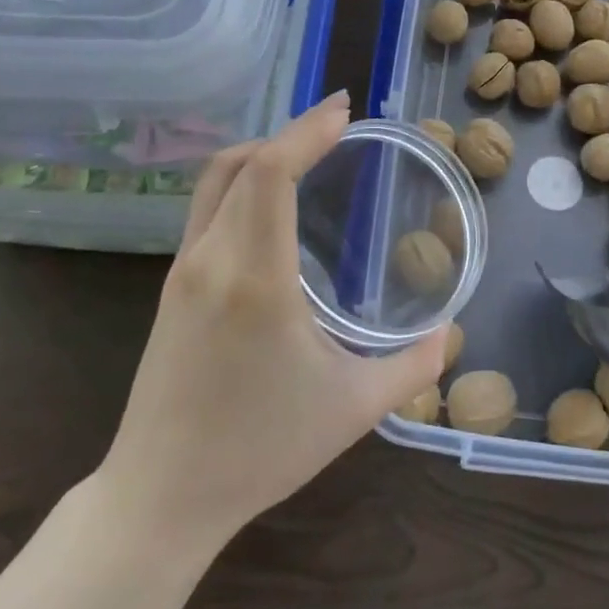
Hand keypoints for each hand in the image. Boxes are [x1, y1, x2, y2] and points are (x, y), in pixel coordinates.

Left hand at [98, 91, 447, 548]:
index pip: (269, 173)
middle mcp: (211, 259)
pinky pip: (206, 209)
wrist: (159, 497)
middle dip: (289, 133)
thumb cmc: (259, 450)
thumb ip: (412, 367)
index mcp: (255, 278)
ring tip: (308, 155)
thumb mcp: (353, 409)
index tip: (343, 111)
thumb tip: (450, 335)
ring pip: (215, 182)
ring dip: (261, 154)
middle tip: (336, 126)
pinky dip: (242, 183)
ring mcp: (182, 271)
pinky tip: (273, 205)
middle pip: (240, 162)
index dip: (306, 131)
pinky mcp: (170, 286)